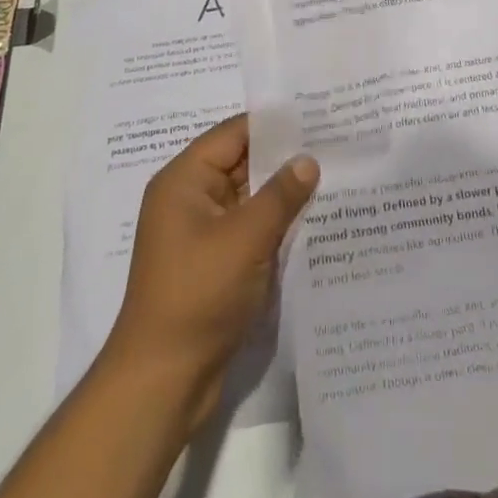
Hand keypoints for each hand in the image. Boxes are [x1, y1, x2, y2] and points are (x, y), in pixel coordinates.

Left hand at [102, 115, 319, 427]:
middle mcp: (189, 199)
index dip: (274, 124)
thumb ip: (280, 195)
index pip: (234, 134)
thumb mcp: (246, 238)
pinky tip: (313, 221)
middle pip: (242, 163)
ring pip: (249, 198)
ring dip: (283, 193)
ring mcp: (201, 233)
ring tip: (333, 177)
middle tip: (335, 145)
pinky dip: (275, 223)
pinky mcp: (214, 263)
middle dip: (284, 158)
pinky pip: (249, 229)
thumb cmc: (198, 295)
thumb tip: (308, 160)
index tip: (318, 116)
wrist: (163, 382)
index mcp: (184, 180)